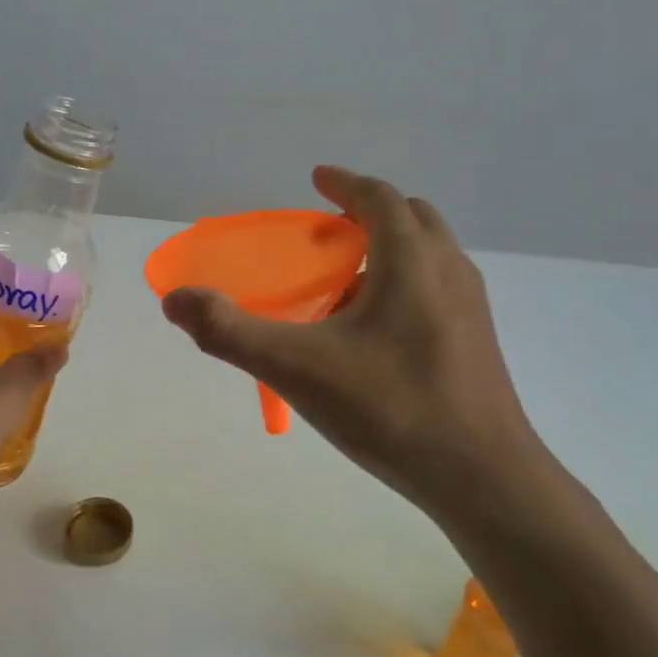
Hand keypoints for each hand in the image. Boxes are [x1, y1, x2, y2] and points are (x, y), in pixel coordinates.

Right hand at [160, 167, 545, 519]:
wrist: (483, 477)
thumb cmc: (391, 409)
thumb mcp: (297, 369)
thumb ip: (230, 332)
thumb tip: (175, 300)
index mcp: (411, 262)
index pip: (379, 198)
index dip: (345, 184)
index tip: (317, 179)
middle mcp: (448, 272)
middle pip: (412, 219)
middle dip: (370, 213)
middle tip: (328, 233)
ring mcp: (472, 309)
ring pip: (430, 256)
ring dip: (390, 250)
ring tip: (346, 284)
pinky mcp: (478, 343)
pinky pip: (438, 290)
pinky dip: (405, 285)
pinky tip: (375, 335)